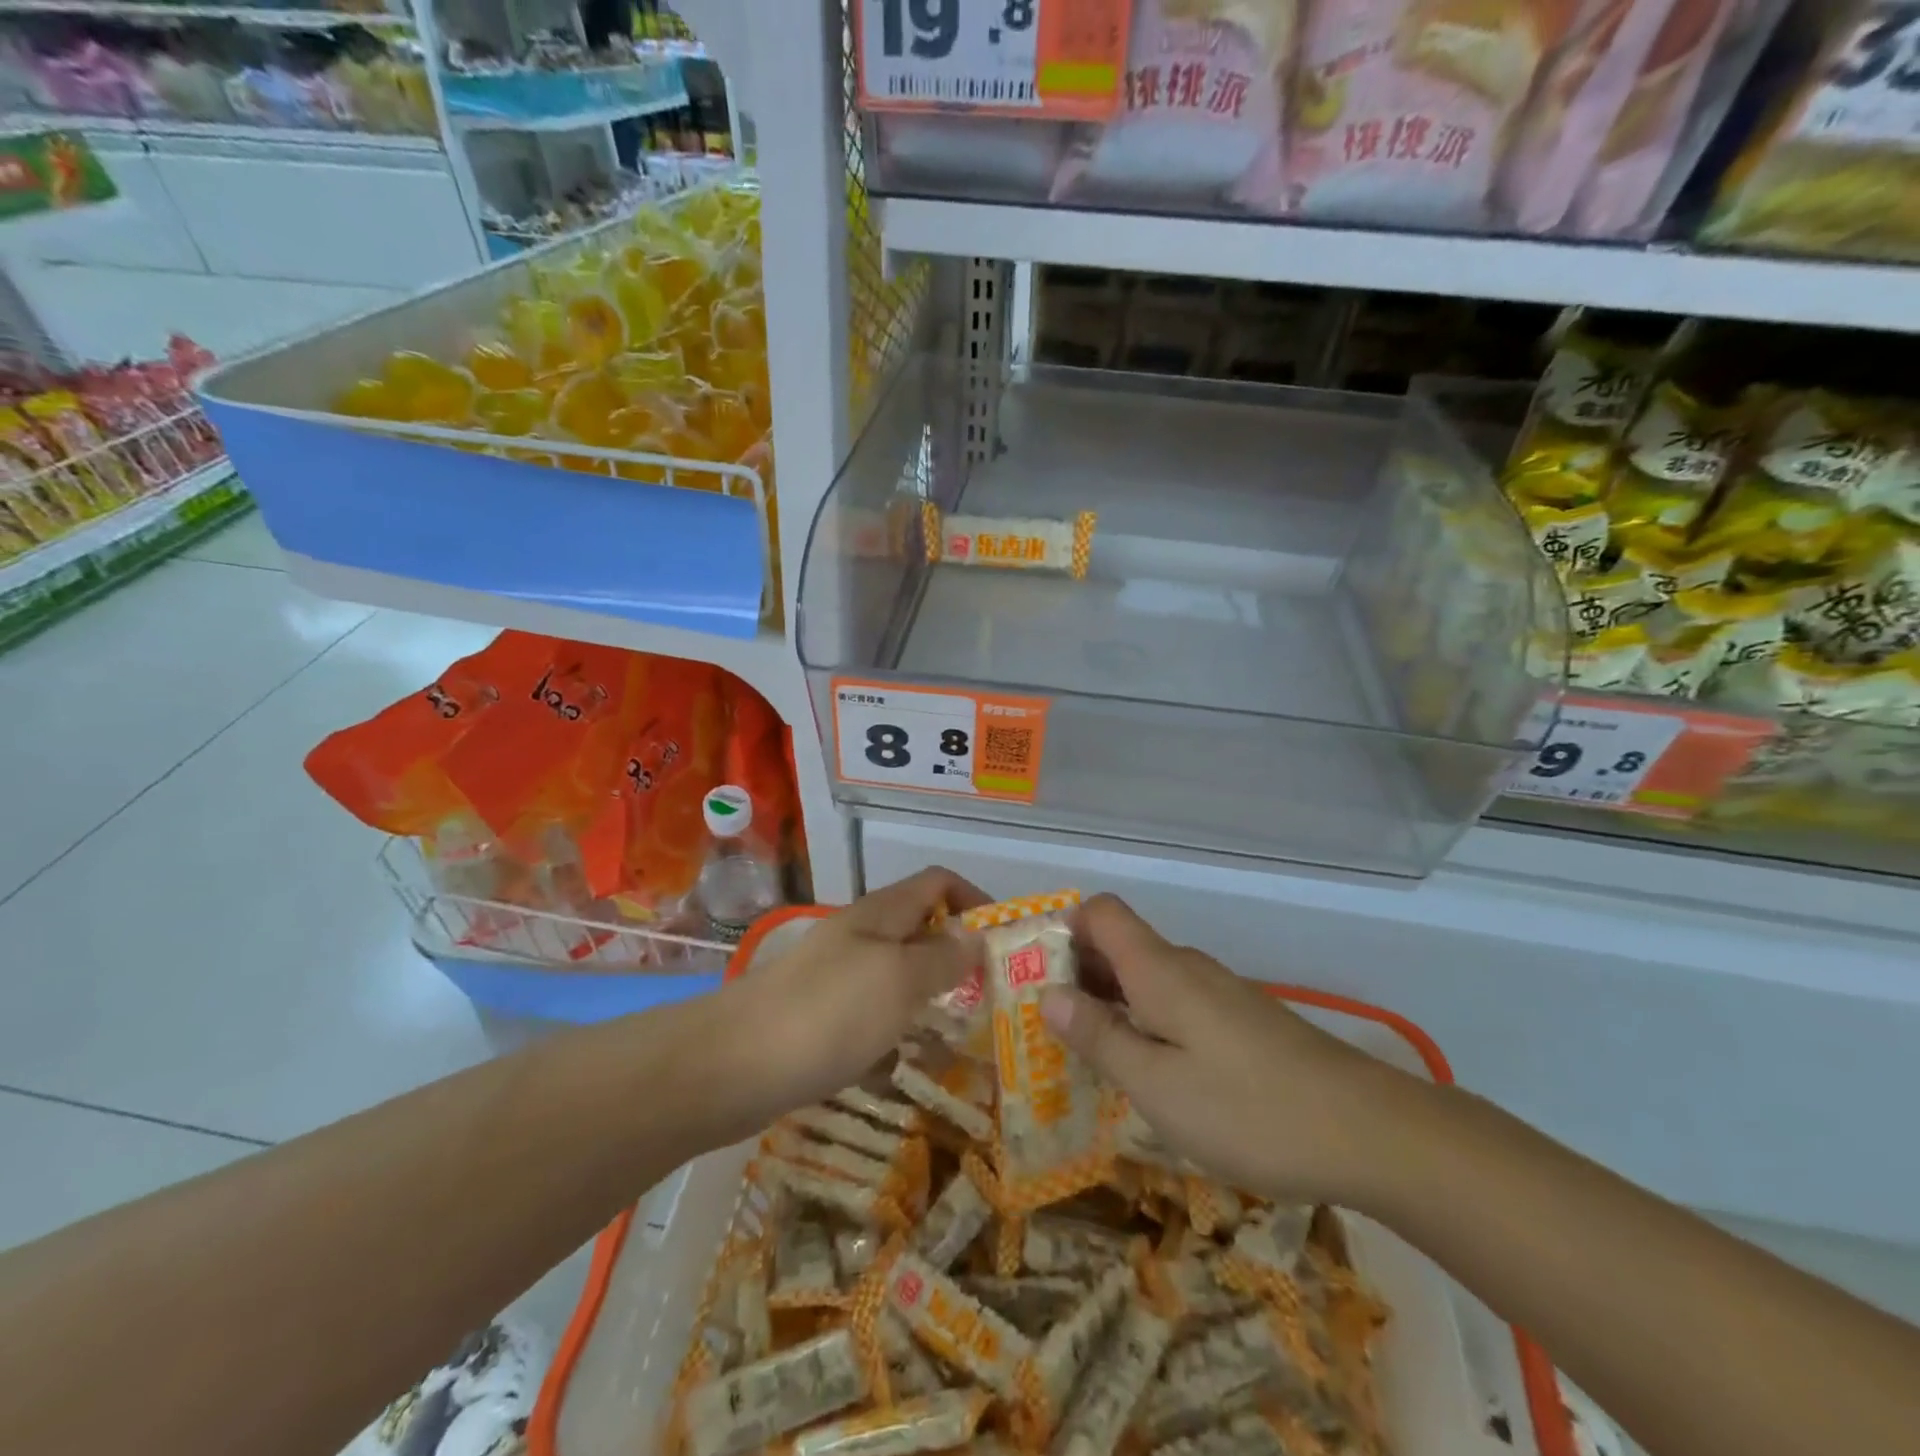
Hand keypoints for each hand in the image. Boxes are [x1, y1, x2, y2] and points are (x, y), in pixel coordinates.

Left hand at [723, 867, 988, 1116]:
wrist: (731, 1065)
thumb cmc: (827, 1013)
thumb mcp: (899, 980)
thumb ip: (942, 958)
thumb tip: (976, 937)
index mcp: (881, 913)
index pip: (938, 882)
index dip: (974, 900)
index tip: (1004, 943)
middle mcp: (860, 935)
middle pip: (920, 927)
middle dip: (958, 954)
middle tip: (991, 997)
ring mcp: (836, 976)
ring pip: (898, 972)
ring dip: (931, 993)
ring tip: (962, 1032)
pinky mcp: (819, 1016)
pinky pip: (873, 1011)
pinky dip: (897, 1026)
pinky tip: (908, 1060)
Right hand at [1041, 894, 1421, 1207]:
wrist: (1370, 1132)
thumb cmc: (1249, 1108)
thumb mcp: (1157, 1085)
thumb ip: (1099, 1037)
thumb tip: (1046, 993)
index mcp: (1158, 970)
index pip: (1102, 911)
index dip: (1063, 928)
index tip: (1033, 972)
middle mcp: (1186, 968)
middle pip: (1119, 944)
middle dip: (1076, 974)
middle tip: (1043, 1027)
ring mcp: (1219, 993)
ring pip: (1147, 978)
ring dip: (1110, 1003)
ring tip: (1084, 1055)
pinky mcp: (1242, 1021)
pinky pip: (1176, 1004)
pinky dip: (1146, 1023)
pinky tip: (1148, 1073)